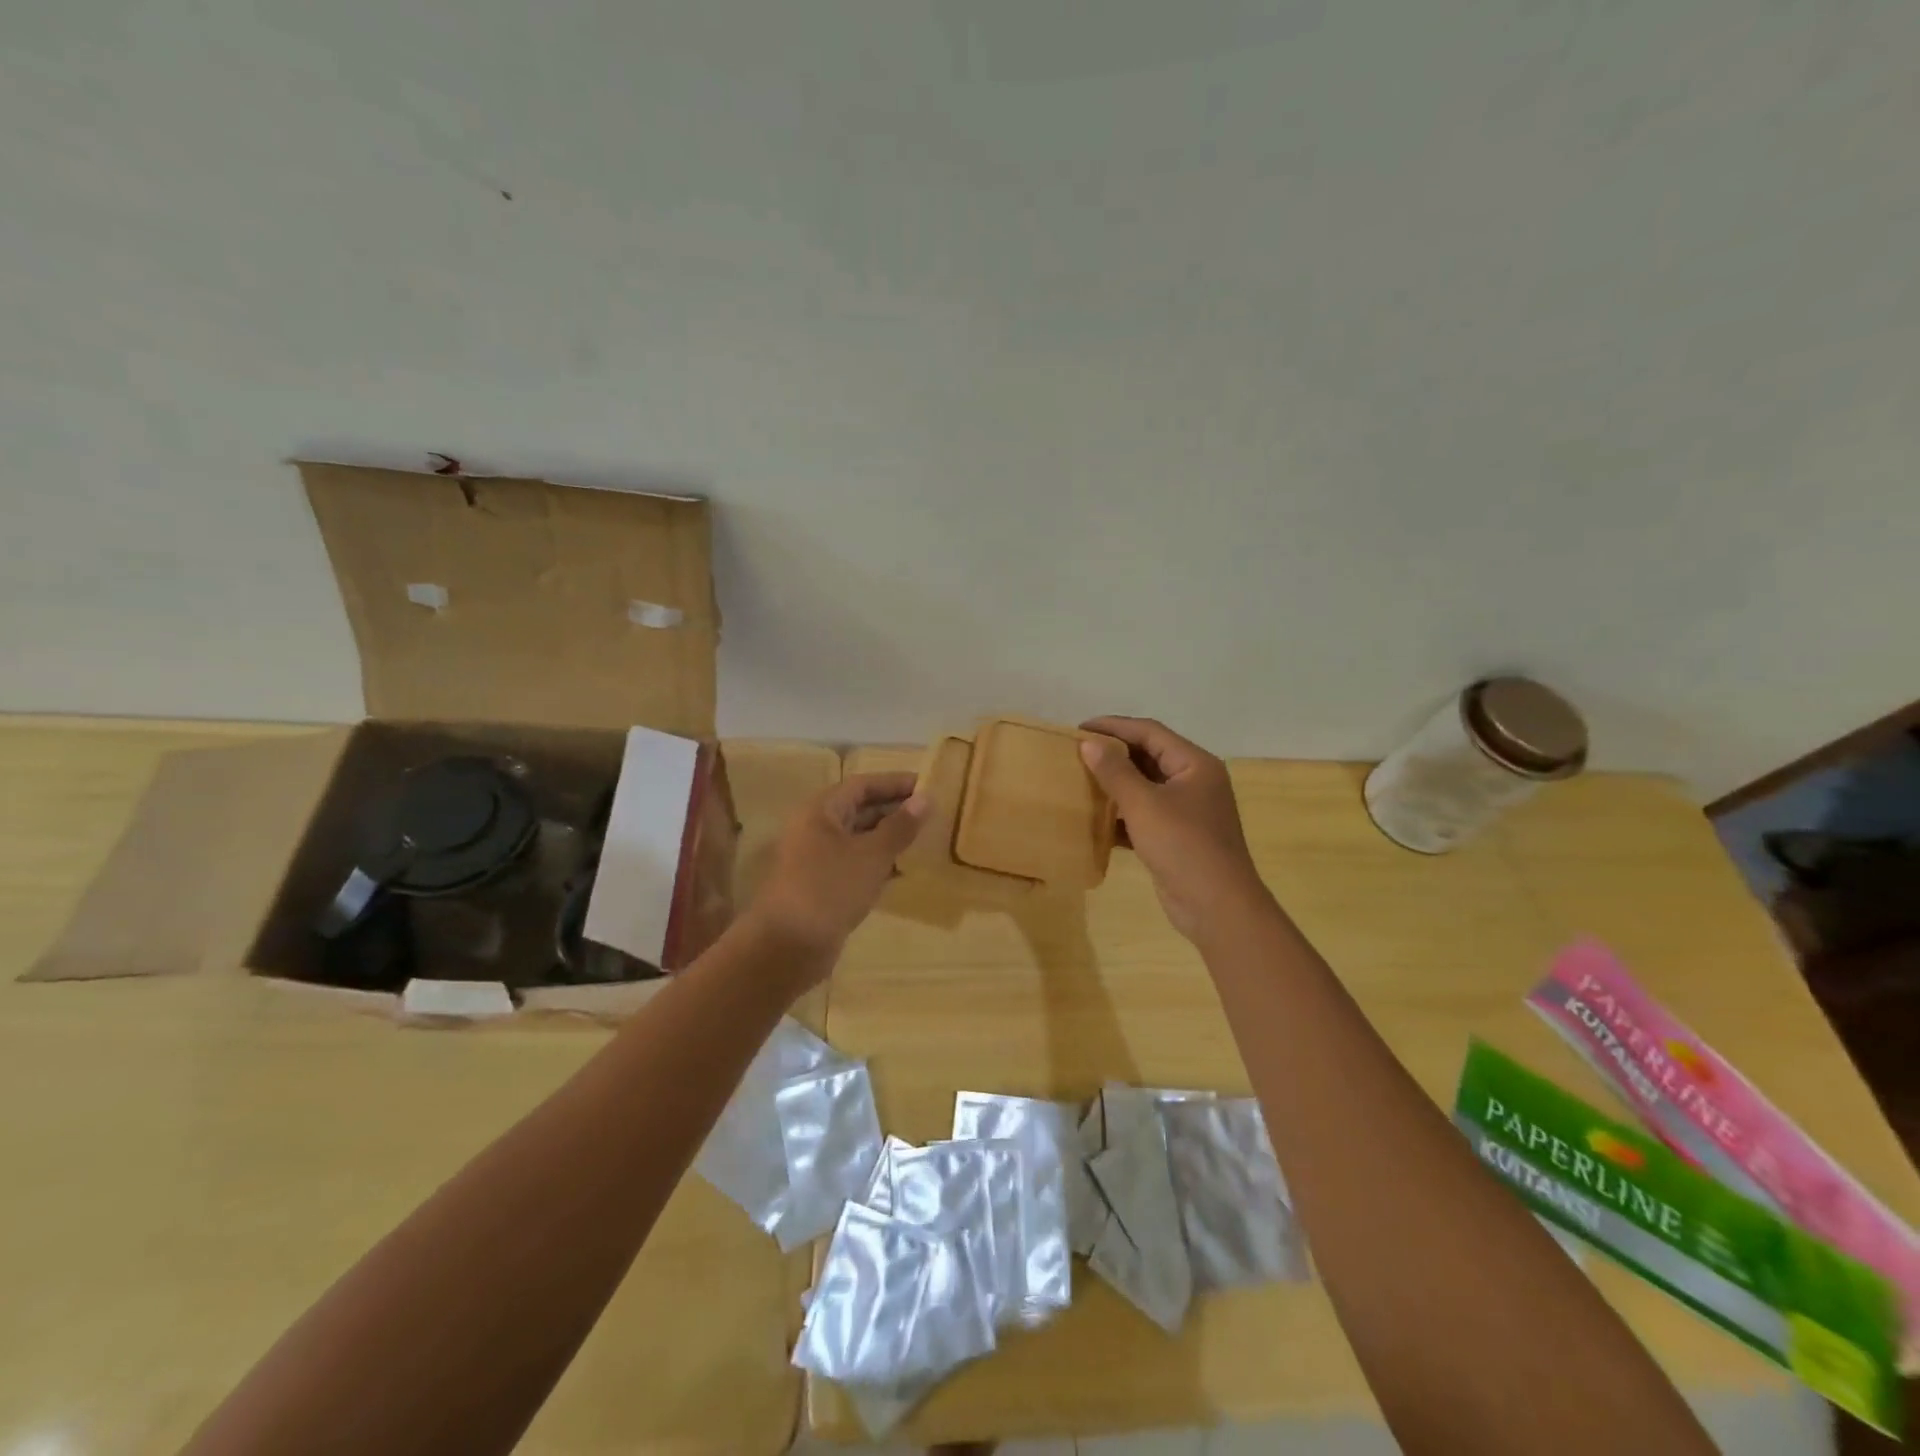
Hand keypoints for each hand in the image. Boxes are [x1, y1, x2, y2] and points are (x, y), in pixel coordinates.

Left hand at [746, 773, 926, 980]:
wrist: (787, 947)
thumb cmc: (829, 889)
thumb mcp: (871, 855)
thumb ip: (900, 826)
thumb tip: (926, 798)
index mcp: (821, 811)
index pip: (862, 785)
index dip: (894, 783)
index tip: (927, 785)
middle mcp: (816, 829)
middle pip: (859, 809)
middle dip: (894, 810)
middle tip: (932, 813)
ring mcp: (817, 860)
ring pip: (859, 839)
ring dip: (889, 838)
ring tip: (925, 839)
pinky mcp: (823, 887)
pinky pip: (855, 865)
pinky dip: (879, 863)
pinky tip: (904, 870)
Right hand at [1079, 716, 1269, 942]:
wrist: (1217, 907)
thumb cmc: (1183, 846)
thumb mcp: (1144, 804)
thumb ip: (1115, 772)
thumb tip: (1089, 744)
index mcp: (1195, 764)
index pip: (1150, 732)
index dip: (1114, 726)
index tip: (1079, 729)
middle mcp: (1194, 782)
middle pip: (1149, 757)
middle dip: (1113, 755)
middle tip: (1077, 754)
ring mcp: (1188, 811)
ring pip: (1146, 787)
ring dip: (1116, 785)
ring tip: (1081, 782)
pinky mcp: (1177, 837)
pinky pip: (1145, 815)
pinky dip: (1122, 814)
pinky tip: (1096, 820)